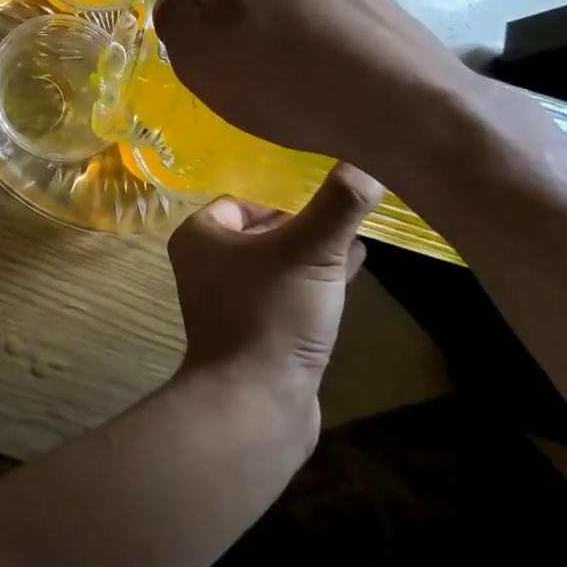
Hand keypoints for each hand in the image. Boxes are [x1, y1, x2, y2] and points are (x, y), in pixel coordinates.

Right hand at [152, 0, 477, 173]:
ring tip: (300, 81)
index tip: (224, 65)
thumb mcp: (197, 56)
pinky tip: (333, 77)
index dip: (204, 30)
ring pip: (288, 5)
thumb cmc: (282, 80)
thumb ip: (173, 19)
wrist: (401, 105)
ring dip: (284, 34)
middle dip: (245, 27)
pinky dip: (322, 43)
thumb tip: (180, 4)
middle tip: (258, 76)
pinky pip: (328, 20)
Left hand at [168, 164, 382, 418]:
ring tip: (356, 237)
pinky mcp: (256, 331)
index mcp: (201, 236)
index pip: (242, 200)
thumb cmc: (272, 314)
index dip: (283, 197)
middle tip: (345, 213)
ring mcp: (230, 300)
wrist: (256, 404)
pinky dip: (315, 281)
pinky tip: (354, 270)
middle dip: (303, 223)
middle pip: (261, 230)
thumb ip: (337, 206)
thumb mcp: (310, 252)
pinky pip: (287, 293)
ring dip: (313, 252)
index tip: (324, 196)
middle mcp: (207, 264)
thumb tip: (365, 161)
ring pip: (277, 262)